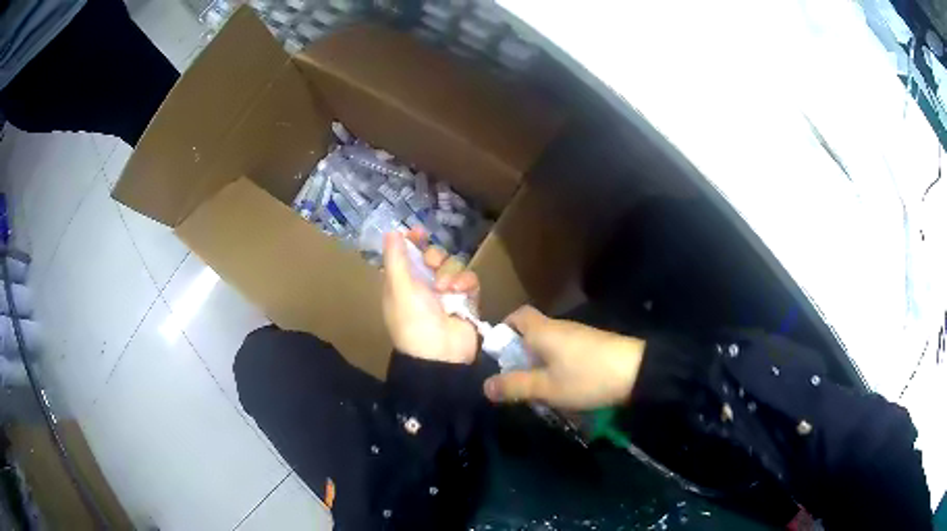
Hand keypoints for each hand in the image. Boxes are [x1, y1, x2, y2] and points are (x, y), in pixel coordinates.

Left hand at [382, 230, 479, 363]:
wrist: (441, 355)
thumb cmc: (413, 320)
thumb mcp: (399, 288)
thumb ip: (396, 259)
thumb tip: (390, 231)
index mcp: (402, 284)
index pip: (407, 255)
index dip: (413, 242)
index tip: (419, 231)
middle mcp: (424, 286)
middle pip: (433, 256)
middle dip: (435, 256)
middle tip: (433, 264)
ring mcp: (447, 294)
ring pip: (453, 266)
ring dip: (450, 273)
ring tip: (447, 289)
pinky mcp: (466, 301)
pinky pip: (469, 280)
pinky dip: (466, 282)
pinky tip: (461, 291)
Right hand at [483, 306, 645, 409]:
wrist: (636, 372)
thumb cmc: (585, 377)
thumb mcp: (546, 387)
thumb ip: (515, 386)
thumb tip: (485, 385)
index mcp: (543, 330)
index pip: (517, 315)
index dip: (503, 330)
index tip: (497, 354)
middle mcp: (559, 327)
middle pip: (531, 331)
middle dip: (518, 352)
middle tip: (512, 377)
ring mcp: (578, 335)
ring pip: (548, 343)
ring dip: (537, 361)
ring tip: (534, 387)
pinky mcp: (591, 345)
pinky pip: (563, 350)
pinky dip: (555, 364)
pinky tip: (560, 385)